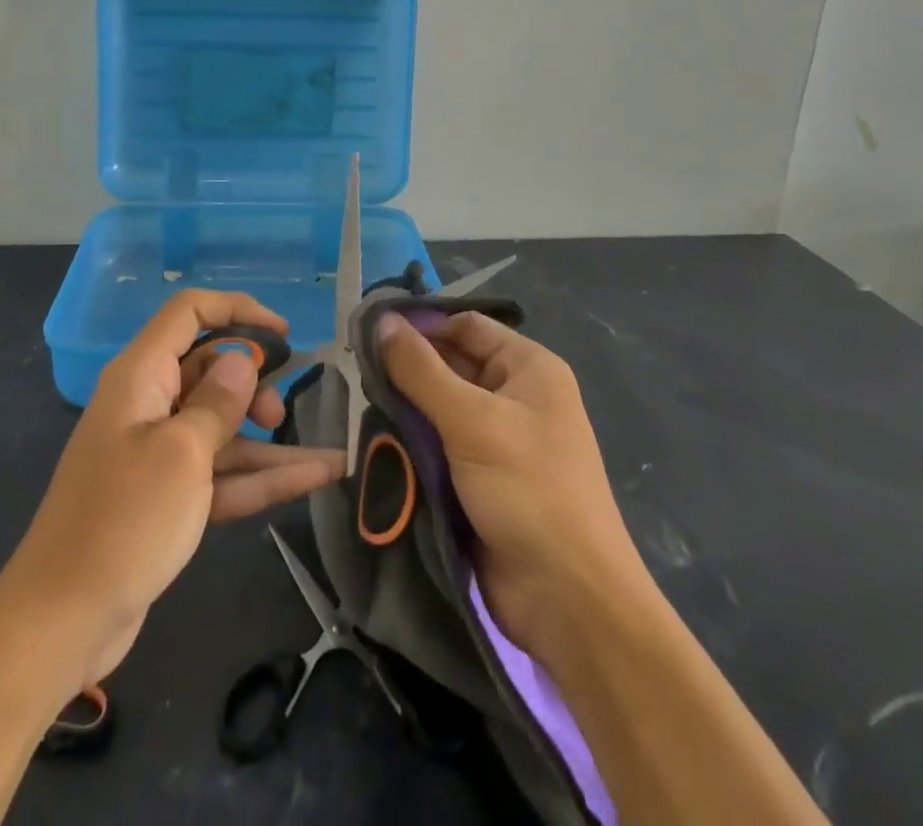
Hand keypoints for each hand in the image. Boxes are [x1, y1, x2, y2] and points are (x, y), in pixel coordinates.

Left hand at [0, 291, 344, 688]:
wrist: (62, 622)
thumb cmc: (123, 522)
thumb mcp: (181, 454)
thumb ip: (218, 401)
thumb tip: (242, 358)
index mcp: (141, 376)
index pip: (189, 312)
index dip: (238, 310)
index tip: (284, 334)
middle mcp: (149, 404)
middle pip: (210, 368)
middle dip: (253, 382)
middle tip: (279, 414)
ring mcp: (159, 452)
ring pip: (223, 426)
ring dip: (270, 439)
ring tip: (327, 457)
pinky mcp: (169, 496)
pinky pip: (222, 471)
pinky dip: (262, 476)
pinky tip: (317, 478)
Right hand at [377, 309, 650, 661]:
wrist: (568, 602)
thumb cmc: (529, 492)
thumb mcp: (472, 422)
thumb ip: (421, 370)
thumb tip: (381, 321)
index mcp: (528, 368)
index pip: (465, 326)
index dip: (421, 324)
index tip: (367, 331)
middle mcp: (515, 396)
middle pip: (450, 364)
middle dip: (407, 368)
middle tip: (353, 369)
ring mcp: (497, 439)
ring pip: (439, 406)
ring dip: (404, 407)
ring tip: (356, 402)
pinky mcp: (479, 478)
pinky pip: (438, 444)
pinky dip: (411, 440)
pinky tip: (376, 437)